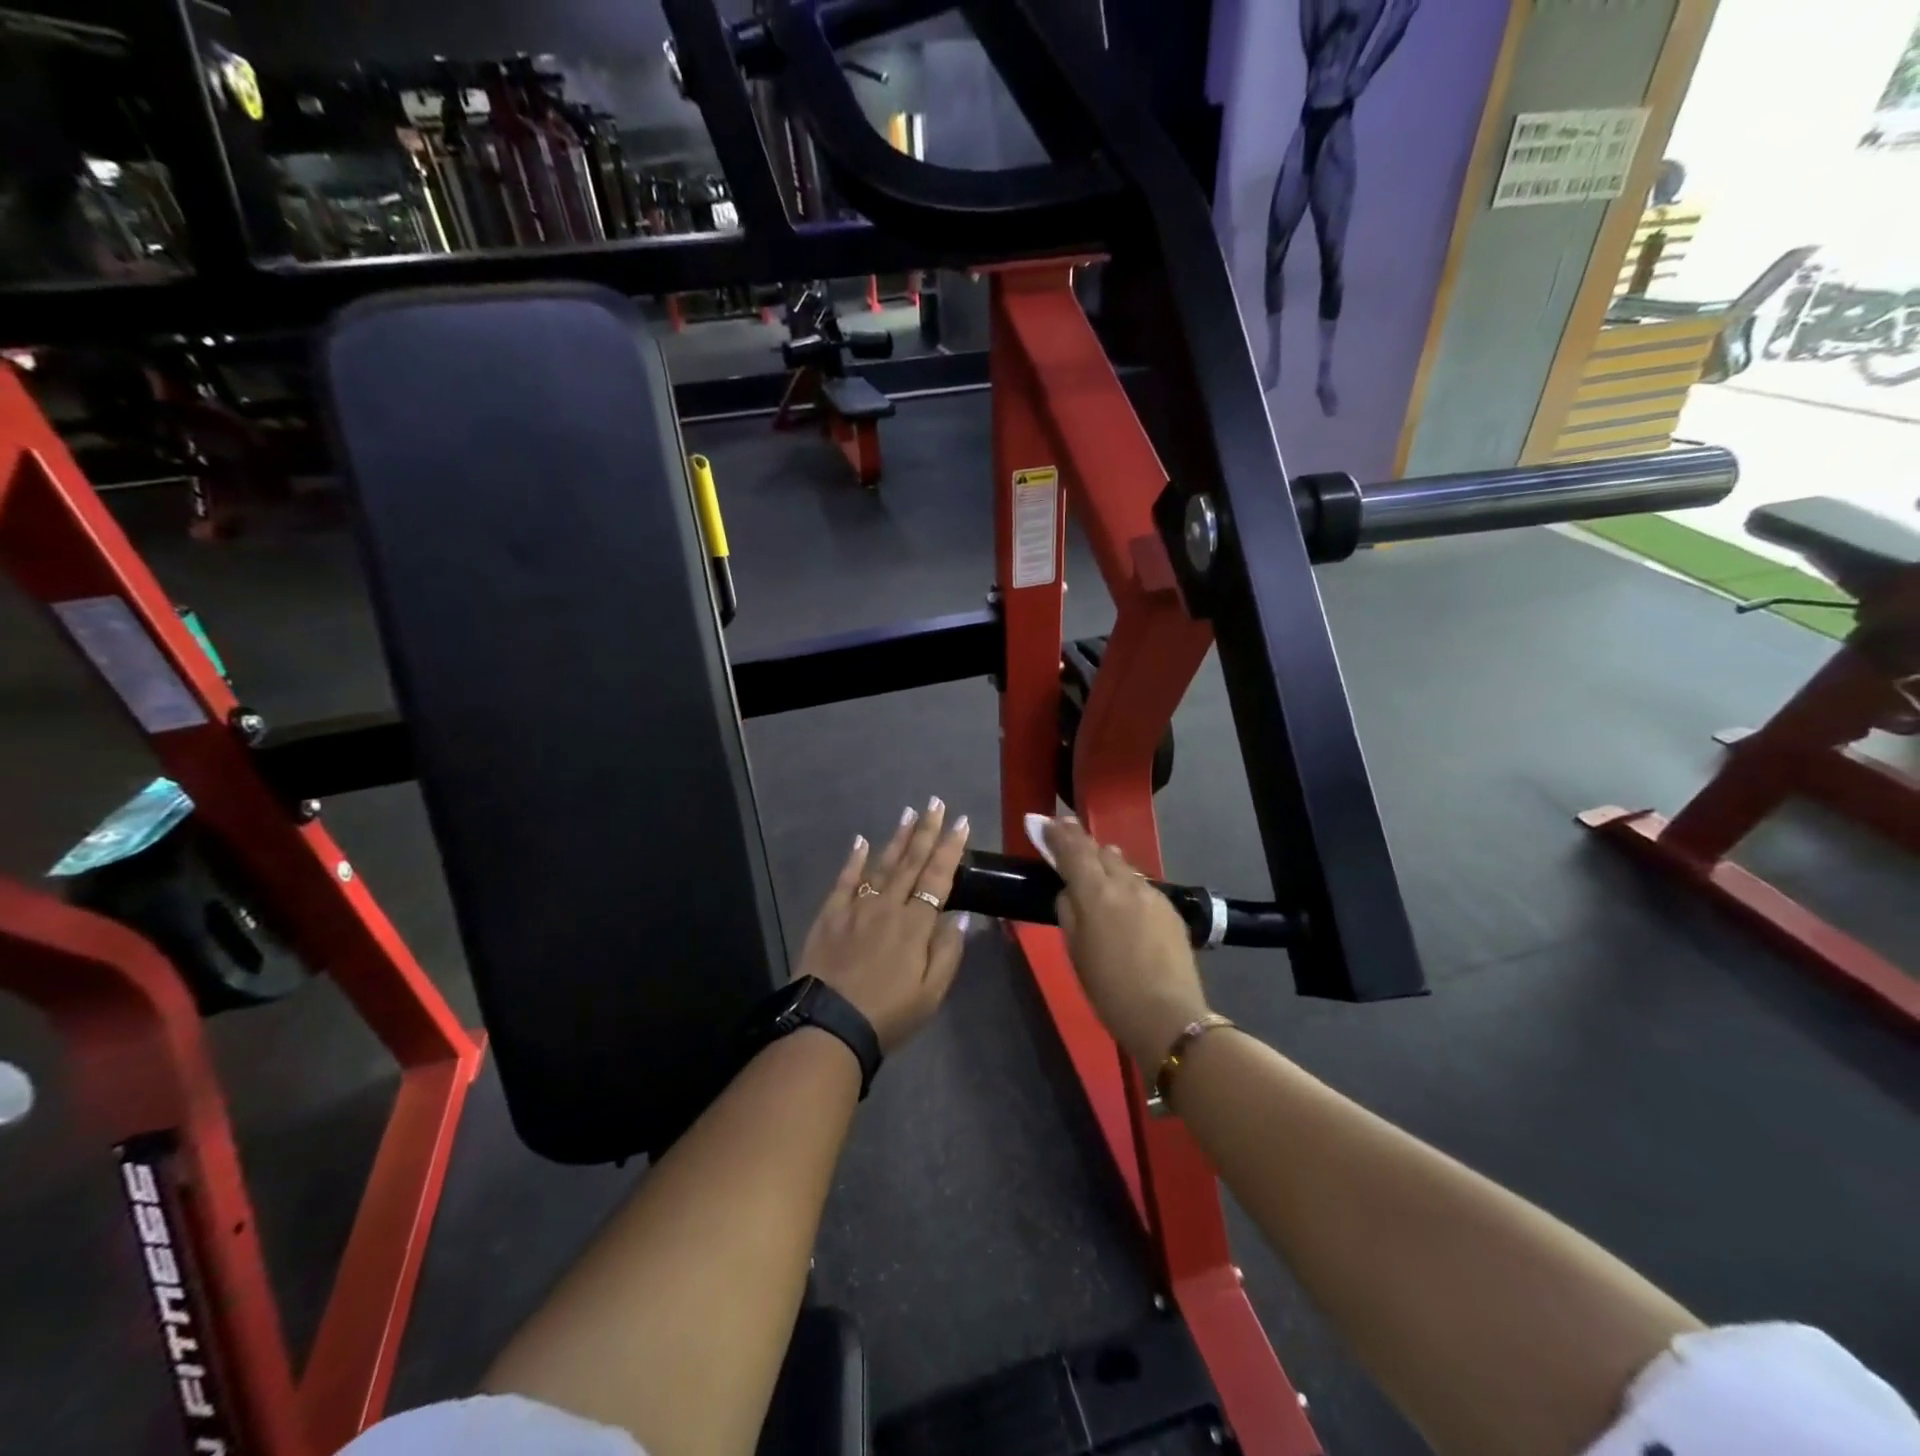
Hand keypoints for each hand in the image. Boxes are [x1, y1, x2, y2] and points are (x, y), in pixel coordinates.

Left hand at [796, 799, 972, 1053]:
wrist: (828, 1026)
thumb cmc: (887, 1015)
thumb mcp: (931, 993)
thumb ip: (947, 951)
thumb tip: (959, 916)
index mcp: (915, 926)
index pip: (937, 878)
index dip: (950, 849)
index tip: (961, 823)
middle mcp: (887, 907)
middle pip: (910, 862)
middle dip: (926, 831)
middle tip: (936, 803)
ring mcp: (856, 908)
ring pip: (881, 865)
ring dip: (897, 838)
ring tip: (909, 813)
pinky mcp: (830, 915)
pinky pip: (844, 880)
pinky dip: (854, 859)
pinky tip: (861, 840)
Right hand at [1028, 815, 1209, 1068]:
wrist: (1168, 1016)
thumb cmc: (1109, 990)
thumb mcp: (1075, 951)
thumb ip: (1068, 911)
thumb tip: (1069, 891)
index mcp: (1096, 893)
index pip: (1072, 849)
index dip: (1056, 833)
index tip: (1042, 820)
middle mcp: (1125, 883)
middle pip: (1099, 850)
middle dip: (1080, 841)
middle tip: (1064, 833)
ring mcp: (1151, 893)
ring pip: (1122, 865)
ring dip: (1104, 860)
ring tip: (1092, 863)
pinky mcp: (1169, 908)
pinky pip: (1139, 884)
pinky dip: (1124, 882)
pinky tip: (1121, 897)